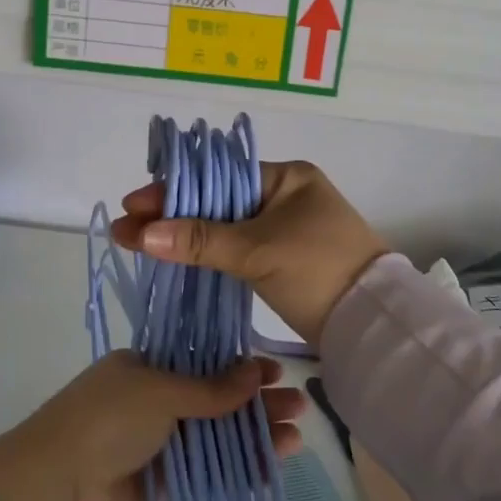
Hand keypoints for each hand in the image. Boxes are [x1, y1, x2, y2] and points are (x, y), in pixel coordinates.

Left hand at [0, 352, 306, 500]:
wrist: (56, 488)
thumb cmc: (107, 420)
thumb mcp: (160, 391)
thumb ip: (210, 389)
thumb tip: (255, 371)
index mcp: (145, 366)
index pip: (203, 360)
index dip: (240, 367)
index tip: (275, 372)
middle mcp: (152, 400)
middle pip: (214, 398)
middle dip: (254, 401)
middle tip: (296, 405)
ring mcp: (157, 442)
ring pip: (215, 434)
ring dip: (253, 434)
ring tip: (295, 437)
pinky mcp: (161, 483)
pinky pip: (207, 470)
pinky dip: (237, 468)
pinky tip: (271, 467)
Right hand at [111, 160, 388, 349]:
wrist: (371, 324)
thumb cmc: (319, 271)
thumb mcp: (258, 251)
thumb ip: (200, 240)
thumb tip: (141, 233)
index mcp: (286, 177)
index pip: (218, 177)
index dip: (175, 190)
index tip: (134, 204)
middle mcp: (286, 195)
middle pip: (218, 199)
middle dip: (173, 213)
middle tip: (129, 227)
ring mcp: (285, 228)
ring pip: (225, 225)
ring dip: (187, 234)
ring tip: (142, 241)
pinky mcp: (283, 258)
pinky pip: (237, 247)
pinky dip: (208, 252)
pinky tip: (178, 257)